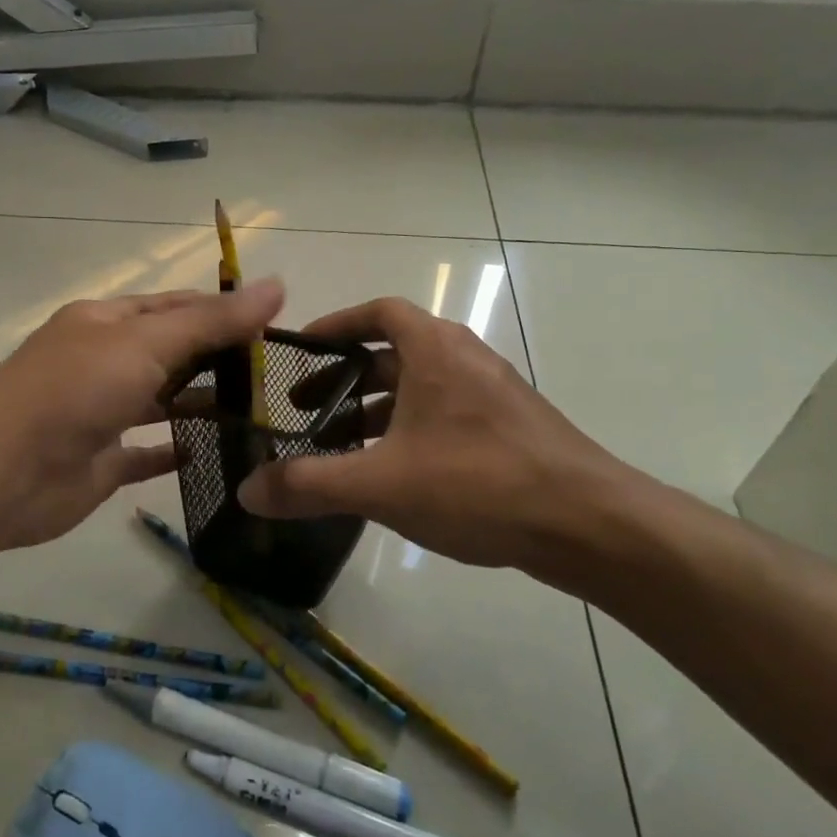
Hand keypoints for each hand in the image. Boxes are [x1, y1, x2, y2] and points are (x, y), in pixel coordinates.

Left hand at [0, 279, 284, 553]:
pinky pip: (144, 454)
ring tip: (257, 412)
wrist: (3, 468)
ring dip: (200, 404)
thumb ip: (211, 321)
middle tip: (275, 374)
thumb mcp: (148, 341)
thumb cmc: (77, 388)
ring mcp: (100, 413)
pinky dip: (173, 452)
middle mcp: (103, 362)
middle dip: (216, 359)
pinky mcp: (100, 462)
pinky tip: (212, 453)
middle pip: (169, 354)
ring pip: (159, 403)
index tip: (272, 325)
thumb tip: (276, 286)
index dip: (221, 311)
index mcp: (107, 323)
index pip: (174, 307)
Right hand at [237, 297, 639, 580]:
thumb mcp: (381, 483)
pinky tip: (393, 477)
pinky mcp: (509, 430)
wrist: (590, 525)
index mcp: (434, 349)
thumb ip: (309, 485)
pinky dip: (408, 432)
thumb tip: (246, 492)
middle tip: (304, 410)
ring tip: (339, 450)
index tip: (301, 349)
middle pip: (392, 354)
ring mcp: (492, 395)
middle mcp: (464, 359)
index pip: (379, 311)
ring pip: (418, 390)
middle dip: (344, 379)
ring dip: (375, 411)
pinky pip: (444, 416)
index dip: (336, 325)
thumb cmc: (479, 482)